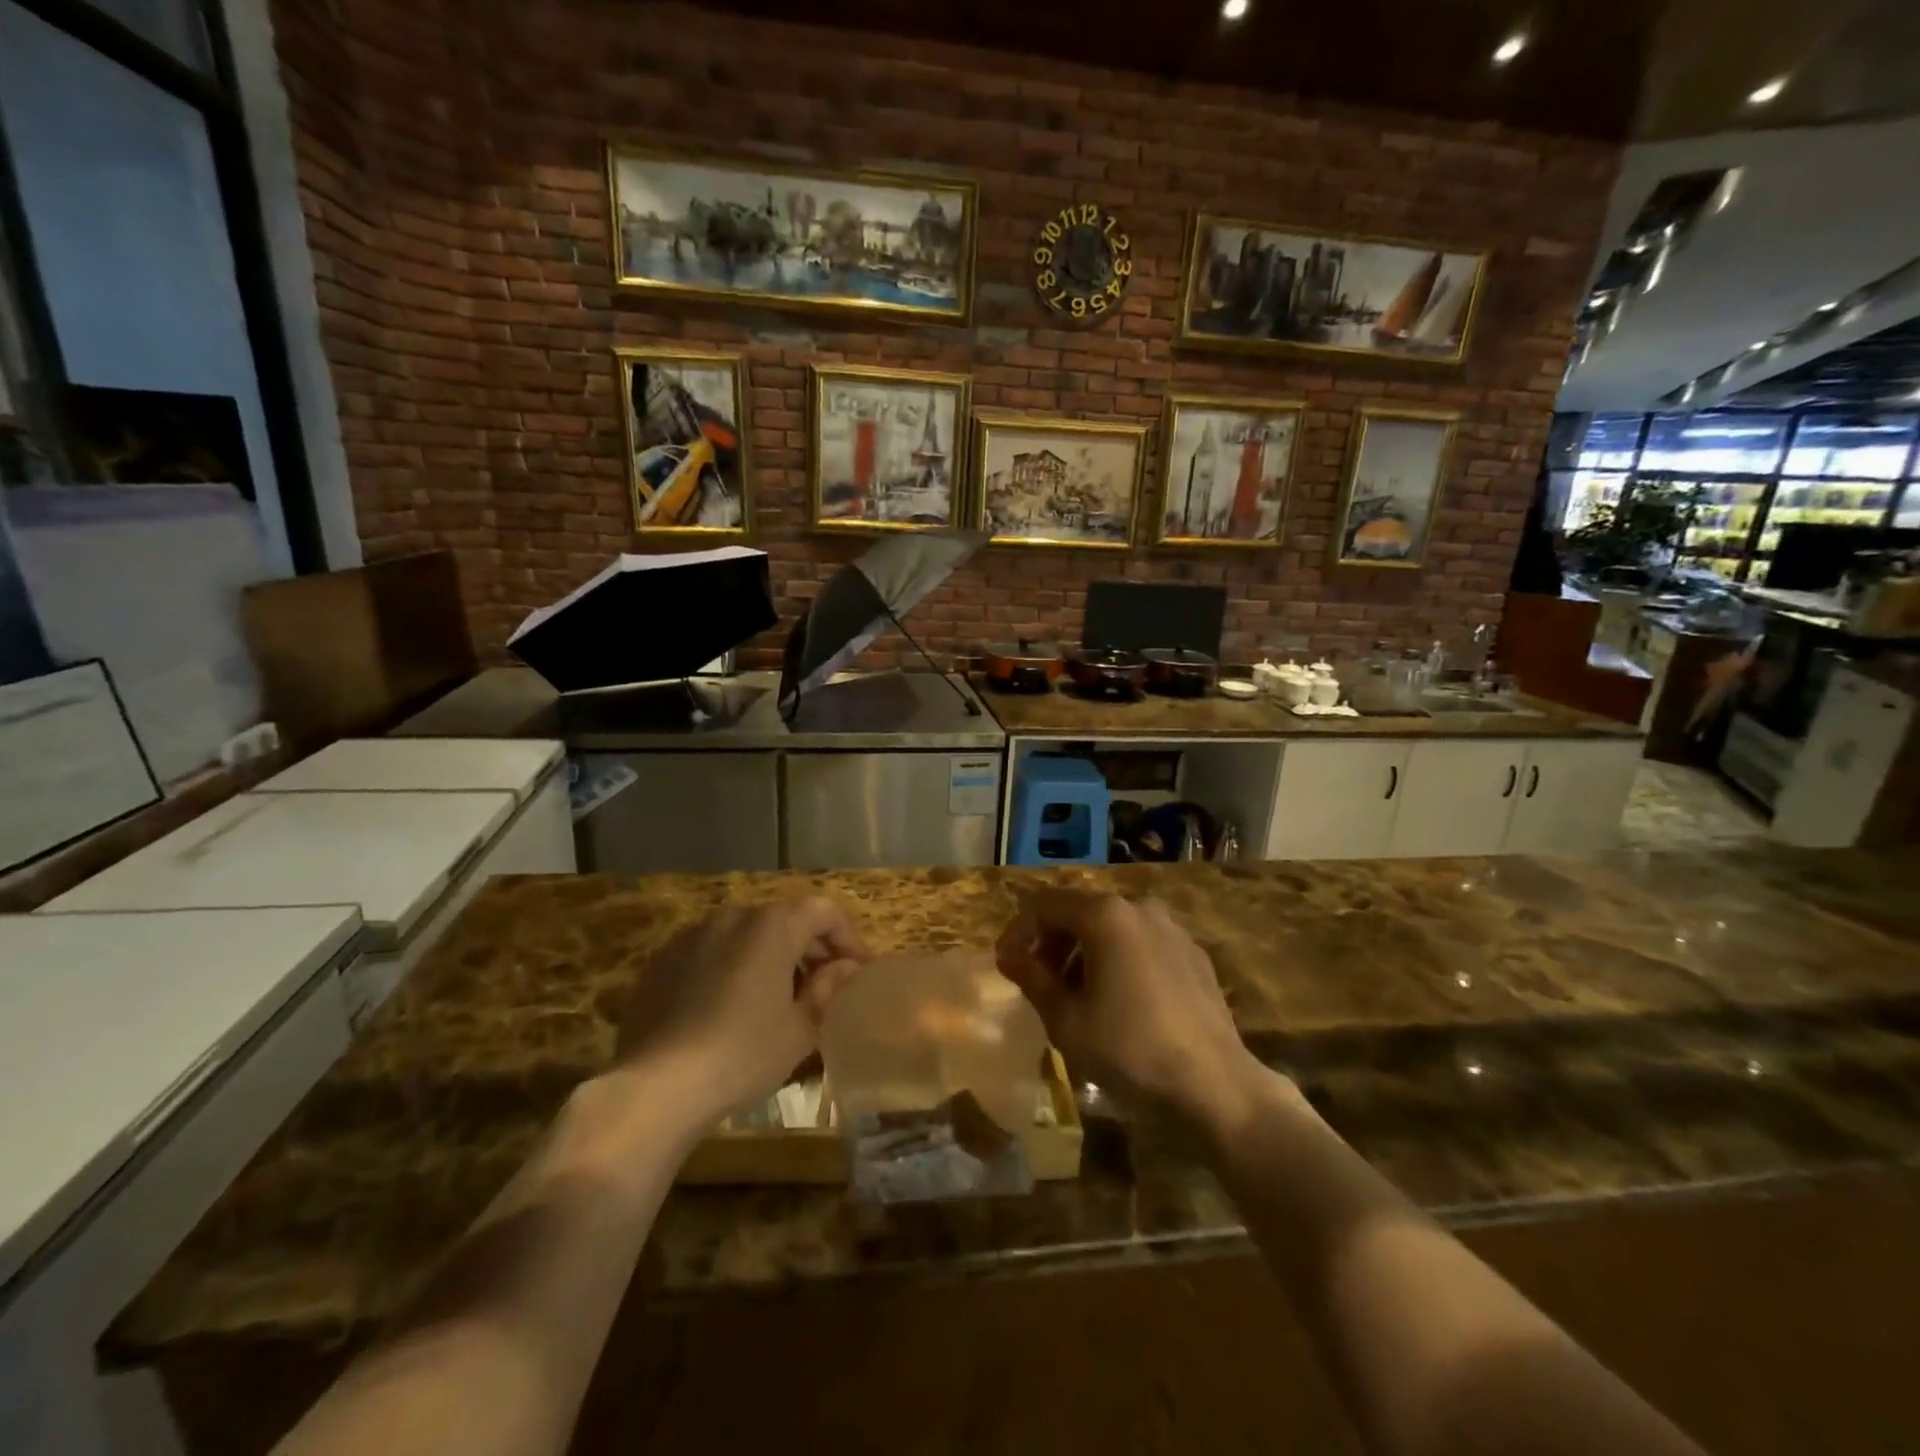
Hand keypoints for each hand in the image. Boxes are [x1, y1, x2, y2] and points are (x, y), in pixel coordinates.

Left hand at [614, 898, 867, 1126]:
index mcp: (773, 926)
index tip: (857, 971)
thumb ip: (828, 989)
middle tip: (823, 986)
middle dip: (810, 947)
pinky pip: (712, 950)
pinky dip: (733, 965)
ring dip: (771, 954)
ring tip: (777, 997)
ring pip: (747, 933)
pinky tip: (731, 1005)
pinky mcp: (664, 958)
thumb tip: (846, 968)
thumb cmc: (742, 1054)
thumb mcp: (800, 1029)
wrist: (655, 1085)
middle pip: (785, 918)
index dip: (847, 938)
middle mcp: (734, 916)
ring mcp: (694, 934)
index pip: (824, 912)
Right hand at [995, 890, 1259, 1124]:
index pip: (1044, 906)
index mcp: (1106, 915)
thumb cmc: (1130, 1050)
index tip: (1005, 966)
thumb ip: (1032, 978)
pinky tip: (1118, 1000)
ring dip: (1084, 952)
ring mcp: (1172, 928)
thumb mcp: (1066, 1020)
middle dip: (1052, 942)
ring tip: (1075, 994)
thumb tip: (1010, 956)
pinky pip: (1142, 943)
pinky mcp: (1193, 953)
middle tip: (1037, 981)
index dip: (1018, 932)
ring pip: (1112, 927)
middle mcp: (1139, 907)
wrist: (1215, 1085)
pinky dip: (1118, 959)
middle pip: (1080, 912)